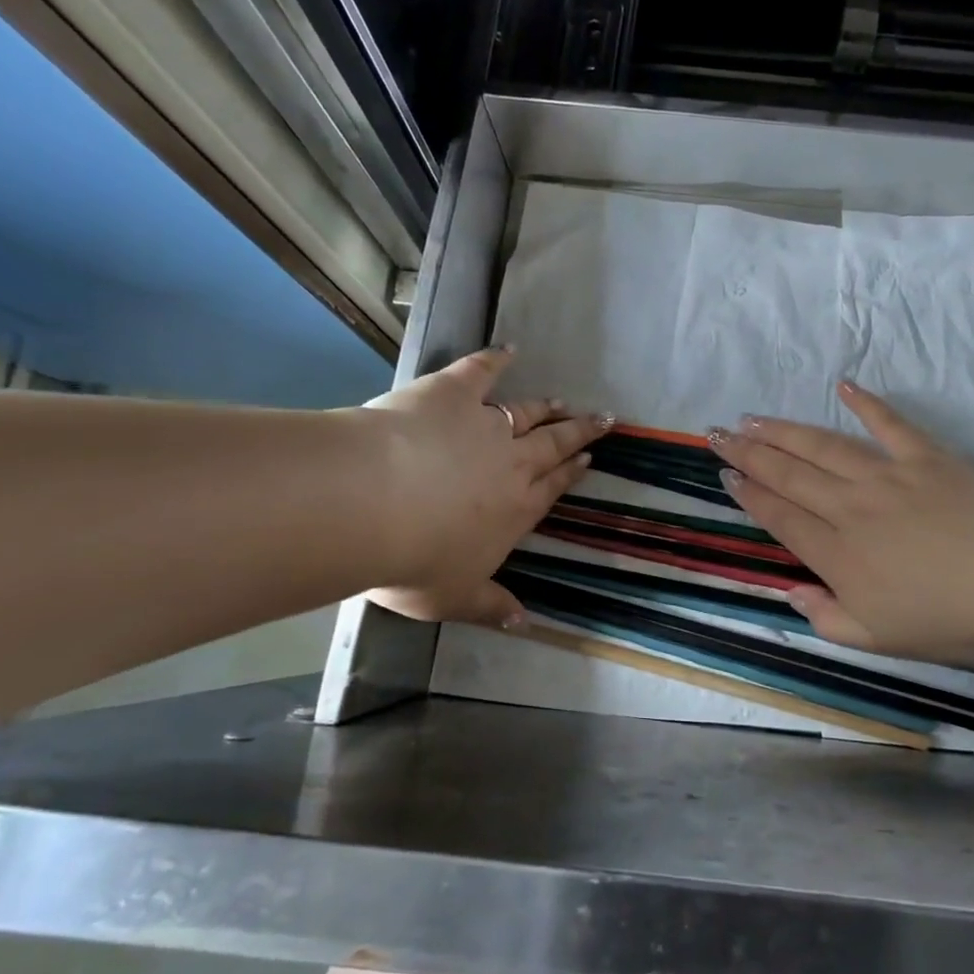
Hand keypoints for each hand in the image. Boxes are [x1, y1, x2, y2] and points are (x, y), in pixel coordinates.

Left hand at [359, 347, 609, 627]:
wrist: (372, 503)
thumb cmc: (414, 560)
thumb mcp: (453, 598)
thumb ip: (490, 606)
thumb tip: (523, 623)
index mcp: (515, 510)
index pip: (551, 489)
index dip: (571, 473)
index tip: (588, 460)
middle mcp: (510, 464)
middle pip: (551, 445)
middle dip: (577, 433)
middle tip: (602, 420)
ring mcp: (484, 424)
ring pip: (525, 413)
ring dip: (545, 407)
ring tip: (563, 401)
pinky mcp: (452, 393)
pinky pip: (479, 371)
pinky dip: (495, 359)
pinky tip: (508, 350)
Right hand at [711, 382, 973, 664]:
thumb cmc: (952, 618)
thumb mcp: (880, 640)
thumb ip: (827, 618)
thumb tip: (790, 593)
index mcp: (838, 554)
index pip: (781, 517)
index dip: (749, 494)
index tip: (725, 474)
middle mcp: (851, 507)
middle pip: (790, 475)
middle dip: (750, 454)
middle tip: (719, 433)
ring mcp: (888, 476)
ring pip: (823, 447)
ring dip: (785, 431)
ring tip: (754, 418)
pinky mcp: (926, 456)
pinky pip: (889, 423)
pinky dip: (866, 402)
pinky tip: (843, 385)